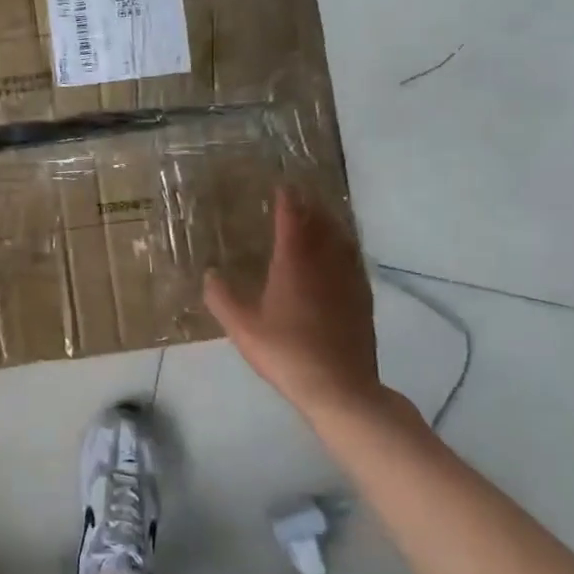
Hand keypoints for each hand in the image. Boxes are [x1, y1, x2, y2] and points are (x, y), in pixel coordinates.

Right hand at [204, 189, 394, 424]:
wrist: (338, 387)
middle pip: (321, 225)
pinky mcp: (363, 299)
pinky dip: (347, 247)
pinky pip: (355, 261)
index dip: (287, 201)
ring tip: (323, 216)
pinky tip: (343, 254)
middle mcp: (324, 265)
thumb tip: (210, 274)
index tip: (282, 185)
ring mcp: (348, 281)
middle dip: (311, 207)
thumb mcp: (242, 328)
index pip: (292, 221)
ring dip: (332, 223)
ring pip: (342, 241)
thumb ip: (222, 298)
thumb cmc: (285, 353)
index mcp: (293, 265)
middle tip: (302, 195)